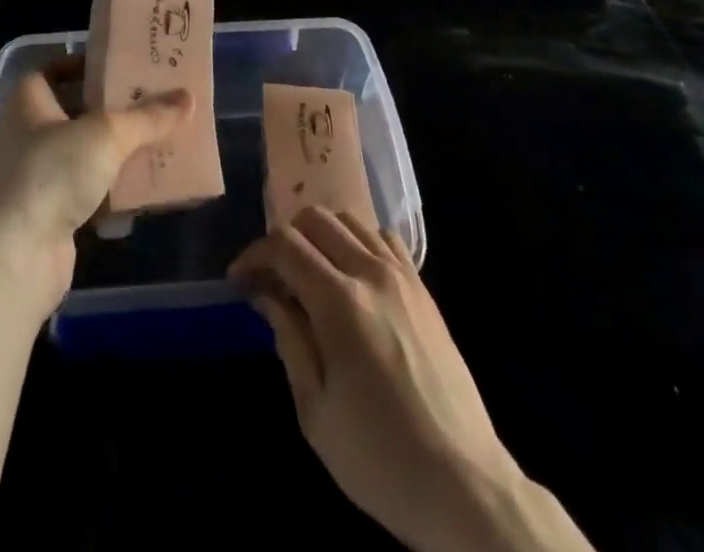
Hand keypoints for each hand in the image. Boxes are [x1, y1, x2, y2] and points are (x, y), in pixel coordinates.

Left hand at [0, 70, 191, 318]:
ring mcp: (35, 179)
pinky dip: (113, 192)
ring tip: (159, 141)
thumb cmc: (50, 173)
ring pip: (84, 155)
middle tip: (153, 102)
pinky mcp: (49, 217)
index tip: (120, 66)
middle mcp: (26, 136)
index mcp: (27, 103)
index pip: (53, 70)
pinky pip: (88, 193)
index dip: (84, 65)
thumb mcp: (106, 134)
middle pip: (75, 113)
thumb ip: (148, 117)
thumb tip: (189, 98)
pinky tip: (146, 189)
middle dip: (113, 111)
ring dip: (117, 153)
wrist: (13, 257)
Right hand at [230, 208, 592, 551]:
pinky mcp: (424, 289)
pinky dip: (358, 241)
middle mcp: (371, 272)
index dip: (254, 254)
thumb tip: (266, 294)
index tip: (239, 280)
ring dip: (320, 236)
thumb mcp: (315, 410)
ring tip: (309, 274)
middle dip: (284, 239)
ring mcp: (403, 276)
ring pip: (350, 219)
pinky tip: (352, 276)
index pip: (285, 245)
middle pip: (316, 219)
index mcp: (340, 302)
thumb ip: (288, 338)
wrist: (463, 484)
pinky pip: (384, 238)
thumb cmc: (379, 458)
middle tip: (273, 279)